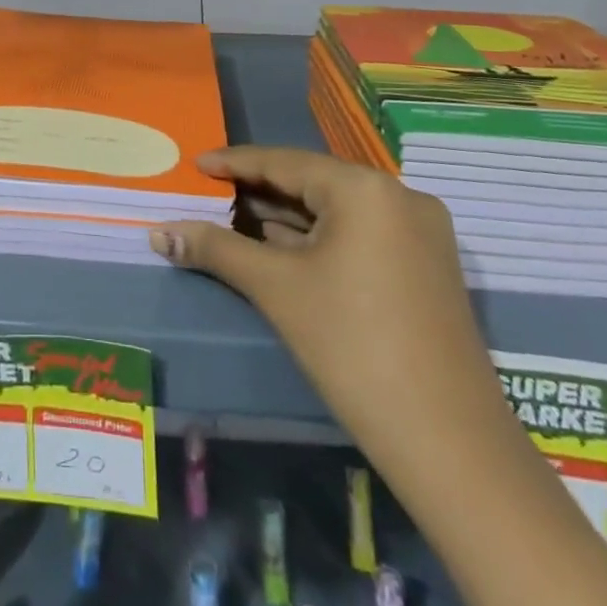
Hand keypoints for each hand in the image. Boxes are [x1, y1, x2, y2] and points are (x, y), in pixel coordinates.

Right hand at [148, 146, 504, 470]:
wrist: (449, 444)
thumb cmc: (352, 347)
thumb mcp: (276, 289)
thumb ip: (216, 249)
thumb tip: (157, 232)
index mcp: (365, 188)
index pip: (285, 161)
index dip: (235, 163)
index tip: (196, 163)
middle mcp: (399, 196)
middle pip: (313, 183)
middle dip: (259, 192)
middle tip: (210, 196)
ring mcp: (420, 233)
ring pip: (337, 211)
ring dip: (286, 218)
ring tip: (234, 219)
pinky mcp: (426, 267)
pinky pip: (360, 235)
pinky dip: (318, 240)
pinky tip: (281, 249)